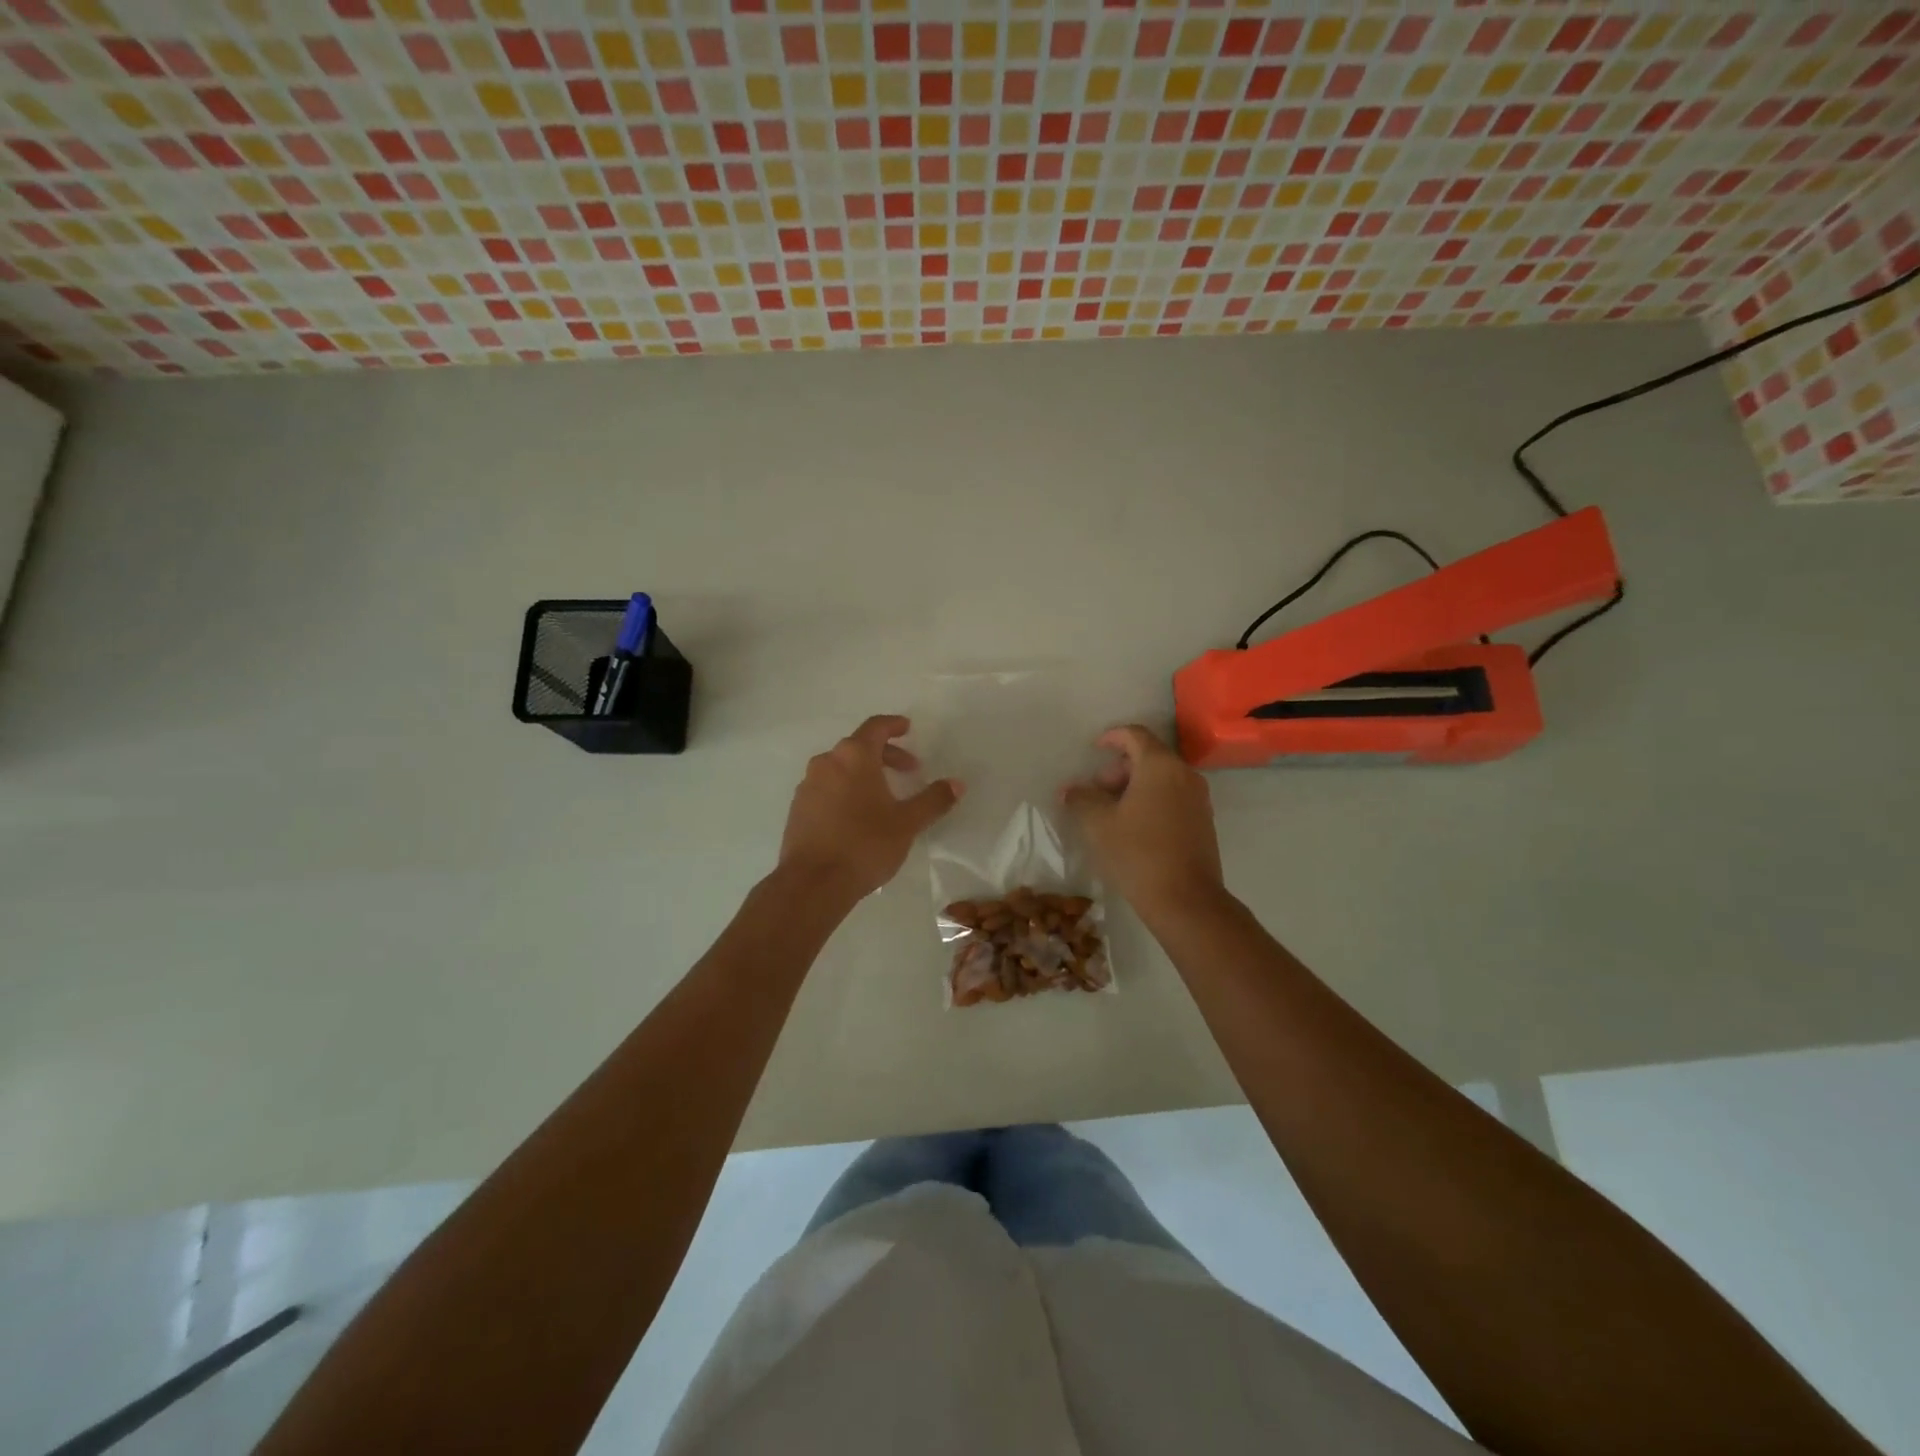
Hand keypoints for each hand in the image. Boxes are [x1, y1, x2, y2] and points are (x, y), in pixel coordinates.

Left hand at [779, 715, 961, 904]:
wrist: (812, 882)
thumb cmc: (865, 844)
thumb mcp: (907, 823)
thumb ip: (933, 800)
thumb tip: (957, 783)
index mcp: (854, 756)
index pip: (875, 727)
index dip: (894, 725)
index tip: (908, 728)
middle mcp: (827, 762)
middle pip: (858, 747)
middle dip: (885, 755)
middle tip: (908, 771)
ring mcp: (808, 785)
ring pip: (841, 768)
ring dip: (864, 774)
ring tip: (884, 796)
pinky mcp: (798, 808)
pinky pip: (827, 788)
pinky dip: (845, 790)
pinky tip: (857, 816)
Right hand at [1062, 725, 1223, 921]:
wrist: (1186, 900)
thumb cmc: (1138, 853)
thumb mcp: (1099, 825)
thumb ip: (1082, 799)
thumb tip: (1069, 790)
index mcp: (1160, 766)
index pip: (1135, 735)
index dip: (1112, 737)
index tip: (1094, 749)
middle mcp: (1184, 775)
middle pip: (1149, 756)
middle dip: (1119, 768)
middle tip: (1097, 792)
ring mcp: (1198, 799)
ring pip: (1162, 778)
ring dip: (1134, 786)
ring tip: (1111, 812)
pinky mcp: (1203, 822)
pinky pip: (1173, 797)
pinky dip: (1152, 800)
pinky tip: (1133, 827)